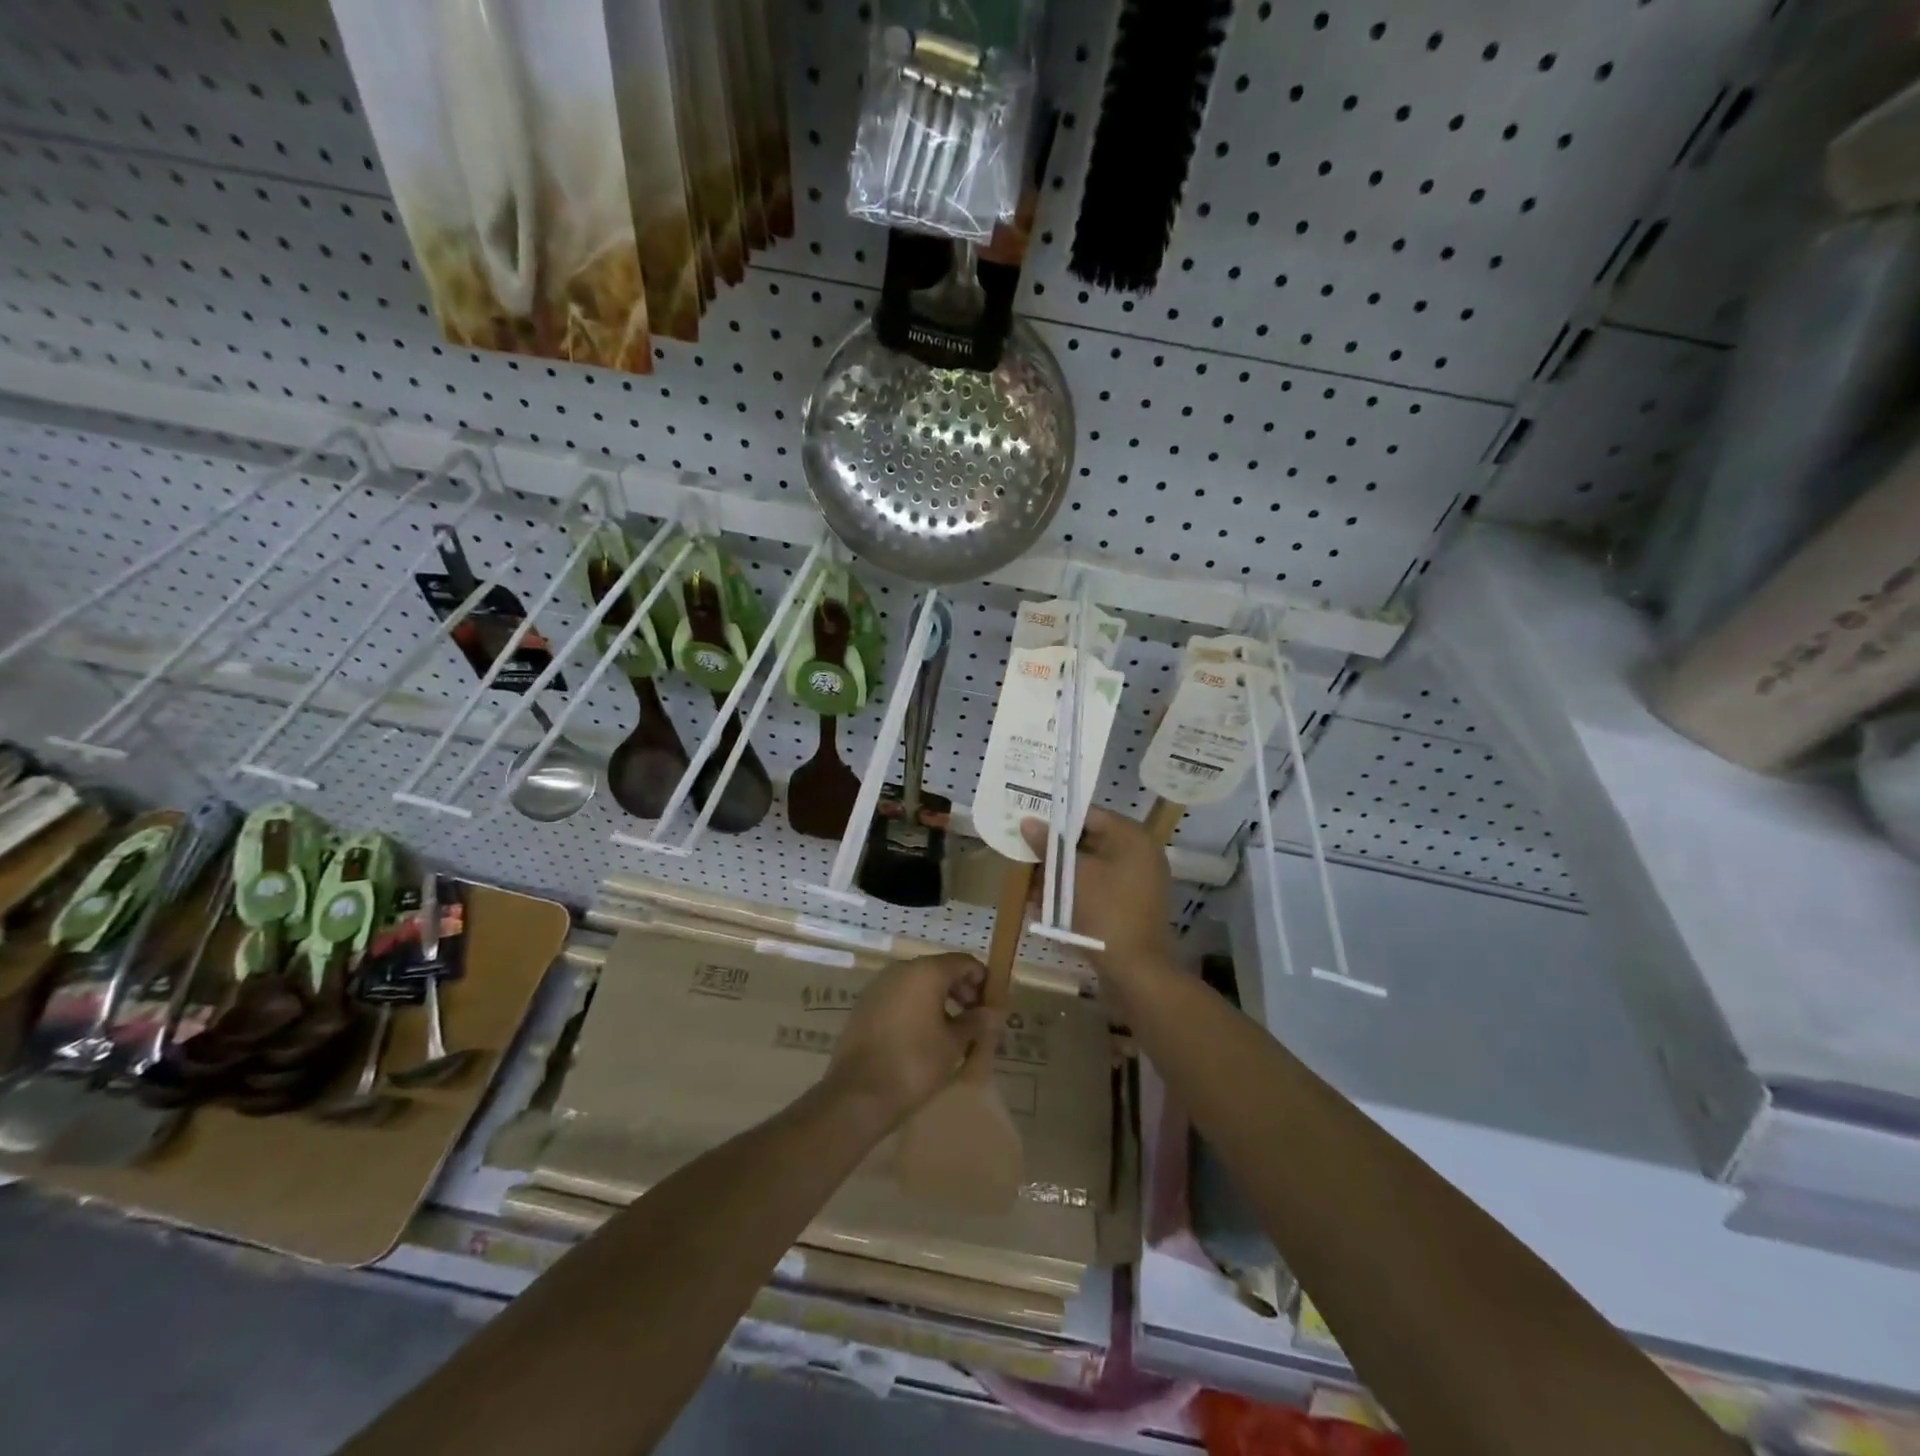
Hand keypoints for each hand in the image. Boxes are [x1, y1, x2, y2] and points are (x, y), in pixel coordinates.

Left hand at [825, 954, 997, 1125]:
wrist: (858, 1092)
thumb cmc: (914, 1063)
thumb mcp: (953, 1044)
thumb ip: (976, 1023)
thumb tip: (992, 1013)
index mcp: (926, 971)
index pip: (964, 962)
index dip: (982, 980)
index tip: (991, 1006)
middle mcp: (901, 969)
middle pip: (940, 970)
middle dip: (961, 990)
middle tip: (974, 1020)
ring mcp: (879, 985)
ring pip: (918, 983)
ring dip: (938, 1000)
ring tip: (951, 1031)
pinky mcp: (865, 1004)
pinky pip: (899, 996)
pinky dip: (915, 1007)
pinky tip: (922, 1036)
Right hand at [1021, 806, 1175, 978]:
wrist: (1135, 972)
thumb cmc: (1104, 913)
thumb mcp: (1071, 875)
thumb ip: (1048, 845)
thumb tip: (1027, 821)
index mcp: (1132, 838)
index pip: (1089, 815)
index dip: (1056, 819)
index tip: (1028, 825)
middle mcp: (1139, 854)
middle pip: (1088, 842)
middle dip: (1054, 852)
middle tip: (1024, 856)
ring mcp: (1137, 882)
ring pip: (1090, 869)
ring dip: (1060, 877)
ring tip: (1029, 887)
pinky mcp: (1130, 907)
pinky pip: (1097, 891)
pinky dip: (1073, 895)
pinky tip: (1044, 908)